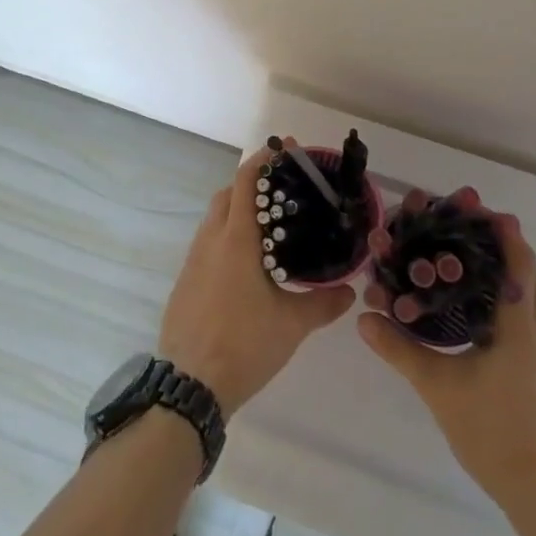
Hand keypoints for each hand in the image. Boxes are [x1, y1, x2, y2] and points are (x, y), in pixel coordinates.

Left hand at [158, 139, 354, 414]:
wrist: (190, 386)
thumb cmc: (244, 344)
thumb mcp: (291, 325)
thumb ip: (323, 303)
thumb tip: (350, 291)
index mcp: (235, 240)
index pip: (245, 181)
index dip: (263, 160)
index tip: (284, 149)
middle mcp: (210, 241)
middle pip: (226, 195)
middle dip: (250, 185)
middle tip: (281, 194)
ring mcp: (193, 262)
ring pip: (214, 221)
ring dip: (236, 213)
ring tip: (268, 230)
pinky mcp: (185, 283)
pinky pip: (206, 246)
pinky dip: (225, 240)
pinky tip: (245, 267)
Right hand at [358, 213, 535, 507]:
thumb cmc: (492, 431)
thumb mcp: (439, 388)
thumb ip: (401, 350)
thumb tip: (364, 317)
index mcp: (518, 327)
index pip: (520, 265)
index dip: (507, 234)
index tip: (484, 211)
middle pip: (532, 276)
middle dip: (508, 249)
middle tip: (471, 237)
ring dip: (513, 276)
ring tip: (475, 269)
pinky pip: (533, 320)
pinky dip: (514, 302)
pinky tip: (484, 316)